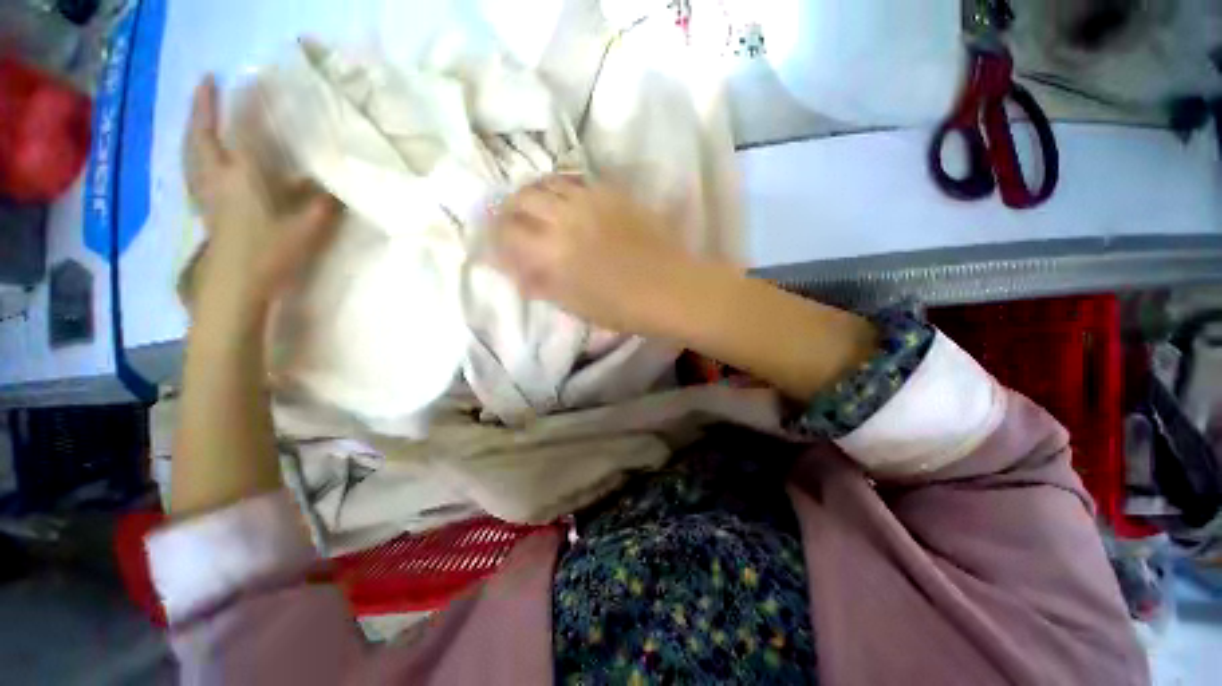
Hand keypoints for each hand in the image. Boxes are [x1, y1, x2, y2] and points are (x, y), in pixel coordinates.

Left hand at [184, 76, 340, 318]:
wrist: (235, 286)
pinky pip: (194, 172)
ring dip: (194, 129)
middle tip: (206, 83)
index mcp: (242, 177)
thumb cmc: (270, 254)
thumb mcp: (307, 229)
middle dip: (203, 107)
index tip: (251, 82)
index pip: (242, 132)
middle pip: (203, 136)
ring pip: (192, 153)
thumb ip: (323, 205)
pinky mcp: (205, 211)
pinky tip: (199, 158)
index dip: (246, 106)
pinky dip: (194, 156)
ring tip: (198, 114)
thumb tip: (337, 186)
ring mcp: (206, 195)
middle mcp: (217, 179)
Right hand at [490, 176, 699, 334]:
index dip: (495, 238)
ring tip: (533, 207)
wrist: (671, 287)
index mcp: (553, 253)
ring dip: (531, 194)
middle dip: (507, 211)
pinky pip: (575, 180)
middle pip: (521, 199)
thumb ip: (541, 285)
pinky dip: (559, 187)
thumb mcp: (575, 305)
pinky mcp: (611, 193)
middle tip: (510, 223)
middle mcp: (565, 218)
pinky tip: (563, 200)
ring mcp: (590, 200)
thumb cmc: (623, 308)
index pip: (506, 234)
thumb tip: (516, 273)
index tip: (496, 245)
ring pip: (546, 183)